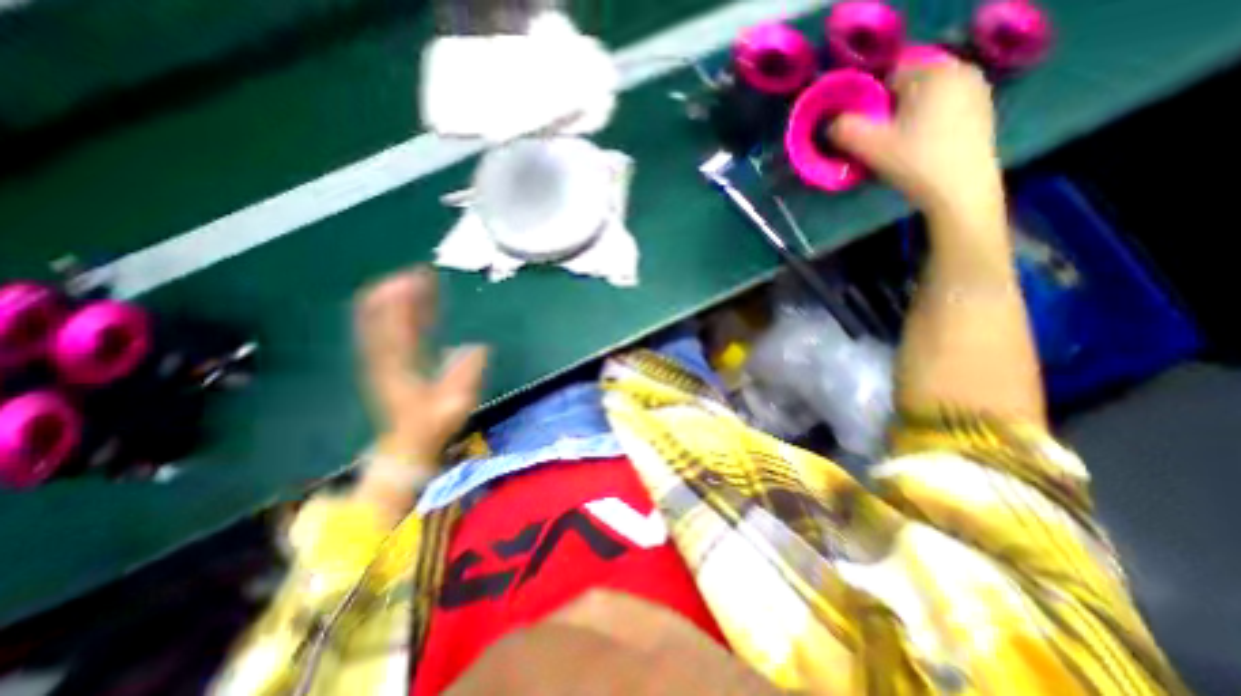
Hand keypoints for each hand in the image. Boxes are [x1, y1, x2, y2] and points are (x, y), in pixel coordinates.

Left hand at [354, 267, 488, 471]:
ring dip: (391, 299)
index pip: (395, 327)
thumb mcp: (454, 405)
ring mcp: (381, 361)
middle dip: (394, 292)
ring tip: (411, 280)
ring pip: (377, 323)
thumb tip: (479, 347)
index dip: (402, 301)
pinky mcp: (385, 364)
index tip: (414, 278)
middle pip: (379, 319)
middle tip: (416, 272)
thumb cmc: (432, 427)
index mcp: (399, 367)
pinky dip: (392, 313)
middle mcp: (384, 359)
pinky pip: (384, 332)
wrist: (406, 445)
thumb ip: (466, 376)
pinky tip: (405, 303)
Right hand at [826, 59, 1002, 223]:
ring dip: (905, 120)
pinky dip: (925, 125)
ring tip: (897, 148)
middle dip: (888, 113)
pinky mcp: (982, 112)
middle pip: (907, 90)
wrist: (960, 190)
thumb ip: (844, 130)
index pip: (887, 79)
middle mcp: (960, 71)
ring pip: (923, 102)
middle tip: (878, 143)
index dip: (869, 105)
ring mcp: (976, 91)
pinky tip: (919, 149)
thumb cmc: (914, 162)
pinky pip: (941, 110)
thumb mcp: (870, 147)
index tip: (864, 131)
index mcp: (933, 72)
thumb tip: (831, 124)